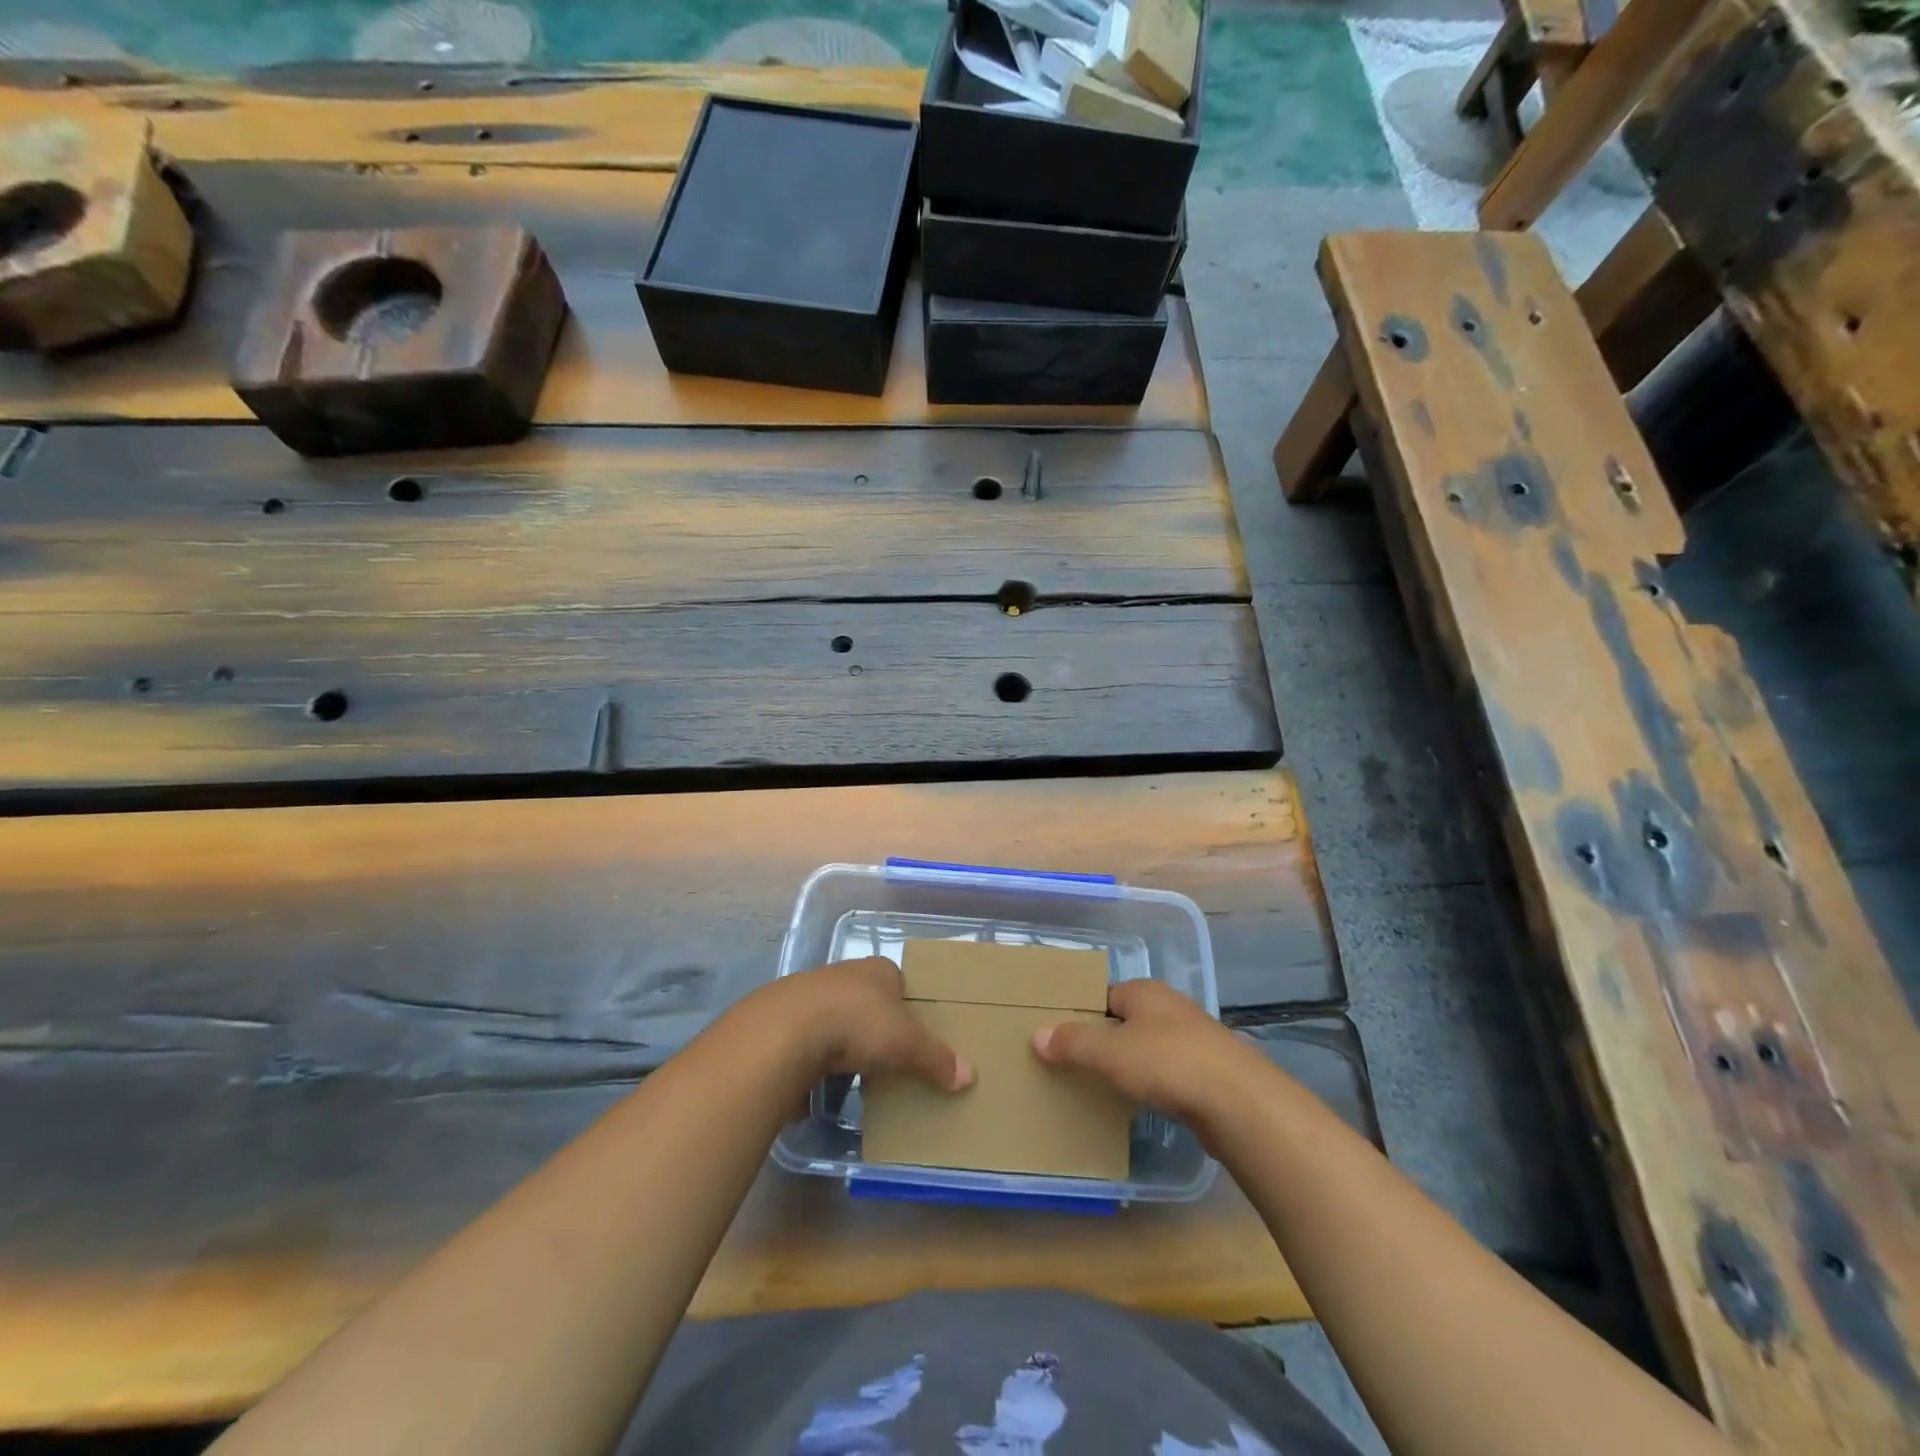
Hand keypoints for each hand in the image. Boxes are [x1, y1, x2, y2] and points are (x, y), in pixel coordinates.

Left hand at [771, 957, 974, 1091]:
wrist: (786, 1031)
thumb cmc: (857, 1024)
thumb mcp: (906, 1043)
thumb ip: (936, 1058)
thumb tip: (969, 1075)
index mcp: (877, 969)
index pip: (898, 981)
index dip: (907, 1006)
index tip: (914, 1033)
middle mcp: (844, 974)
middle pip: (867, 1001)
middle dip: (875, 1027)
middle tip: (888, 1058)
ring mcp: (810, 995)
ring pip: (835, 1019)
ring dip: (843, 1044)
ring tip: (855, 1076)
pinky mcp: (783, 1021)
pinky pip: (807, 1041)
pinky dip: (815, 1060)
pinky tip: (819, 1083)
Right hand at [1032, 979, 1257, 1130]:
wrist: (1239, 1102)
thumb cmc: (1168, 1062)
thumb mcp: (1109, 1052)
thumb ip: (1072, 1042)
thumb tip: (1037, 1036)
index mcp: (1144, 991)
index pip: (1102, 995)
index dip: (1079, 1014)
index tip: (1058, 1037)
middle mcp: (1169, 1007)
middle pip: (1124, 1020)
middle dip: (1102, 1041)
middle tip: (1072, 1065)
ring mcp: (1193, 1040)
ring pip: (1147, 1048)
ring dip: (1128, 1065)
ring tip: (1100, 1088)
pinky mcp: (1208, 1072)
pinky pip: (1167, 1073)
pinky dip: (1151, 1085)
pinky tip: (1140, 1104)